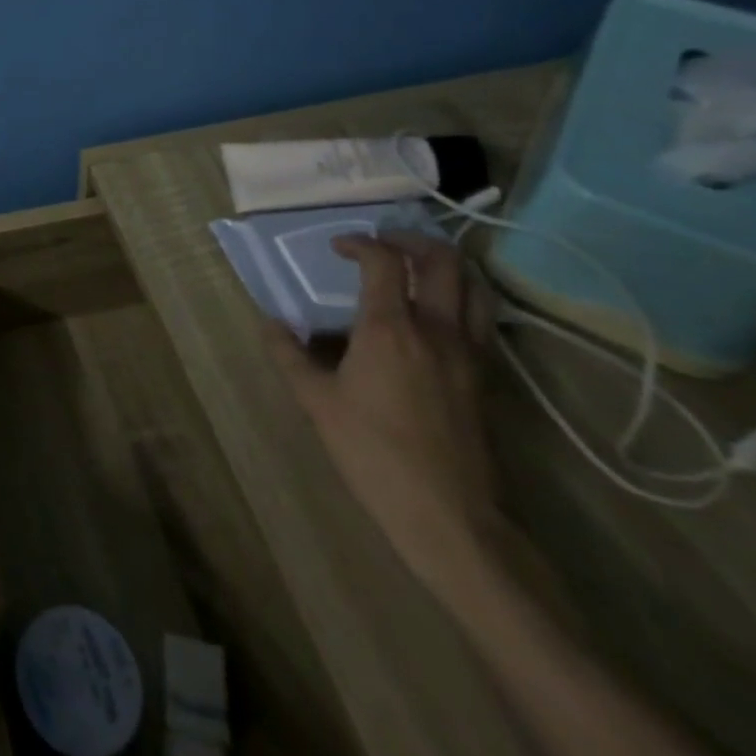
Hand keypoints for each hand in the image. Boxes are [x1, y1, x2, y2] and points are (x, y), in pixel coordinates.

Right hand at [266, 232, 501, 594]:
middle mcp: (436, 330)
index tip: (339, 248)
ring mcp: (469, 354)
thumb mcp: (316, 402)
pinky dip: (463, 299)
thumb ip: (289, 356)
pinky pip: (482, 320)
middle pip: (441, 261)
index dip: (360, 244)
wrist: (448, 515)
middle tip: (383, 243)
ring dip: (446, 265)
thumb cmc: (372, 452)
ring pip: (474, 287)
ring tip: (416, 268)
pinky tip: (437, 316)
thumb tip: (270, 324)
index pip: (383, 262)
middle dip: (410, 241)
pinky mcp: (486, 378)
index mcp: (390, 329)